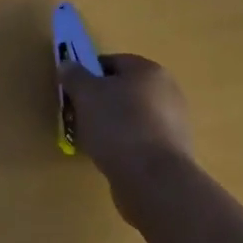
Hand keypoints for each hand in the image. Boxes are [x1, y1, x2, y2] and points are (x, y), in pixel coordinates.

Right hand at [58, 53, 193, 216]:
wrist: (153, 179)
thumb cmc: (117, 125)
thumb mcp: (85, 93)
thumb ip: (74, 75)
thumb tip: (68, 65)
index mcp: (149, 71)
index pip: (112, 62)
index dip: (88, 75)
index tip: (73, 93)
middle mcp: (167, 92)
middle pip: (122, 90)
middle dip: (99, 102)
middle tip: (79, 117)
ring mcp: (174, 124)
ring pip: (131, 117)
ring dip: (110, 125)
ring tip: (91, 141)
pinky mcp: (173, 153)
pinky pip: (140, 141)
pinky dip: (124, 146)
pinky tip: (110, 158)